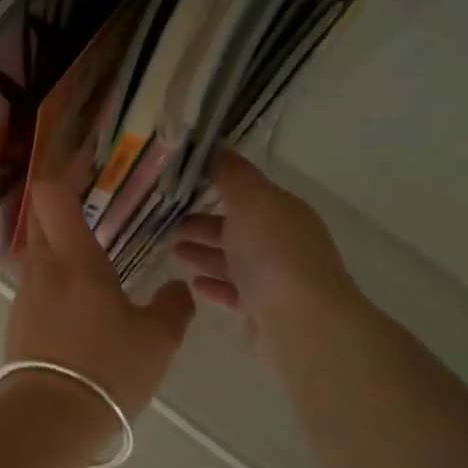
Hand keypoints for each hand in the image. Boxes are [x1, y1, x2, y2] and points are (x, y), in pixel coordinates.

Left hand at [3, 175, 195, 420]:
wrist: (50, 420)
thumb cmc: (108, 368)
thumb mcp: (158, 339)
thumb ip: (173, 306)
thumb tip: (177, 290)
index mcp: (75, 259)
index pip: (51, 195)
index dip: (63, 171)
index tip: (83, 162)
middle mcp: (43, 268)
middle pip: (41, 218)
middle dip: (61, 204)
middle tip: (92, 204)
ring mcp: (25, 296)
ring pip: (39, 254)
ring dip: (59, 247)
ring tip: (94, 260)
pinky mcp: (17, 323)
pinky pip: (36, 287)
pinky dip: (55, 281)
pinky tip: (80, 305)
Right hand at [174, 150, 362, 379]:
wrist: (301, 324)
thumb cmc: (274, 254)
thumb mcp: (251, 201)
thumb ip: (232, 174)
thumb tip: (218, 144)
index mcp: (283, 211)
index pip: (247, 192)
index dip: (215, 185)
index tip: (179, 184)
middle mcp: (282, 241)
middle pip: (237, 227)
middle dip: (203, 223)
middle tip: (166, 223)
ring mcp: (275, 278)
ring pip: (233, 260)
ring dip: (204, 253)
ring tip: (173, 251)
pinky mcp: (263, 310)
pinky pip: (234, 292)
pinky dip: (214, 285)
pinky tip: (192, 284)